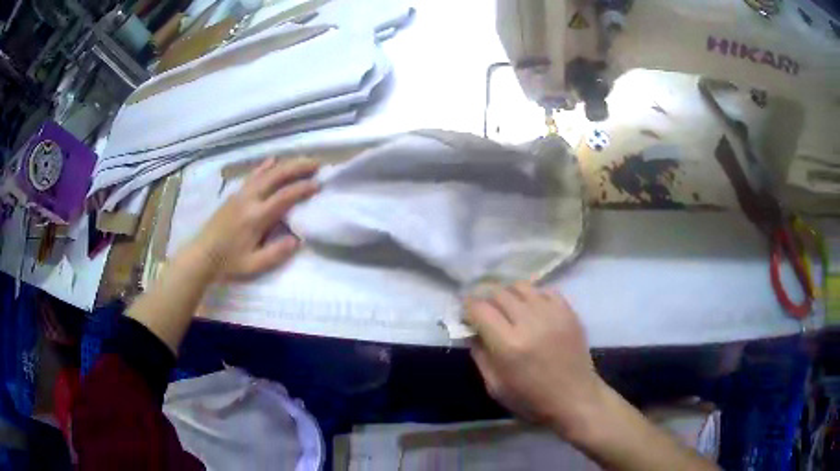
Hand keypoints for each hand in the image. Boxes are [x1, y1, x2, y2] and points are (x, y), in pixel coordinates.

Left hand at [193, 157, 319, 278]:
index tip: (318, 184)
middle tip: (316, 164)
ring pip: (266, 172)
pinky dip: (264, 166)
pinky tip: (273, 160)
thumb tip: (297, 240)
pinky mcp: (234, 195)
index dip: (302, 188)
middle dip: (298, 167)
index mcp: (256, 217)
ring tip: (301, 161)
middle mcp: (249, 199)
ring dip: (285, 164)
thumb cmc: (229, 262)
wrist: (202, 255)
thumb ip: (276, 253)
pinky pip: (252, 175)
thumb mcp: (253, 265)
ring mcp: (240, 194)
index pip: (284, 196)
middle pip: (276, 176)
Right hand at [467, 282, 605, 442]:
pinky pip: (544, 290)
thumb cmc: (532, 399)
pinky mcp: (569, 311)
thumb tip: (472, 332)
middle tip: (484, 312)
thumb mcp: (495, 387)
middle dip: (486, 300)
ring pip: (521, 286)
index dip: (467, 307)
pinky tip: (531, 309)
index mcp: (509, 345)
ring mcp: (552, 313)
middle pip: (498, 293)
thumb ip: (480, 356)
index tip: (465, 313)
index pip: (480, 309)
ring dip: (508, 294)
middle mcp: (530, 322)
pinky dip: (532, 296)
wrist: (576, 398)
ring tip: (508, 308)